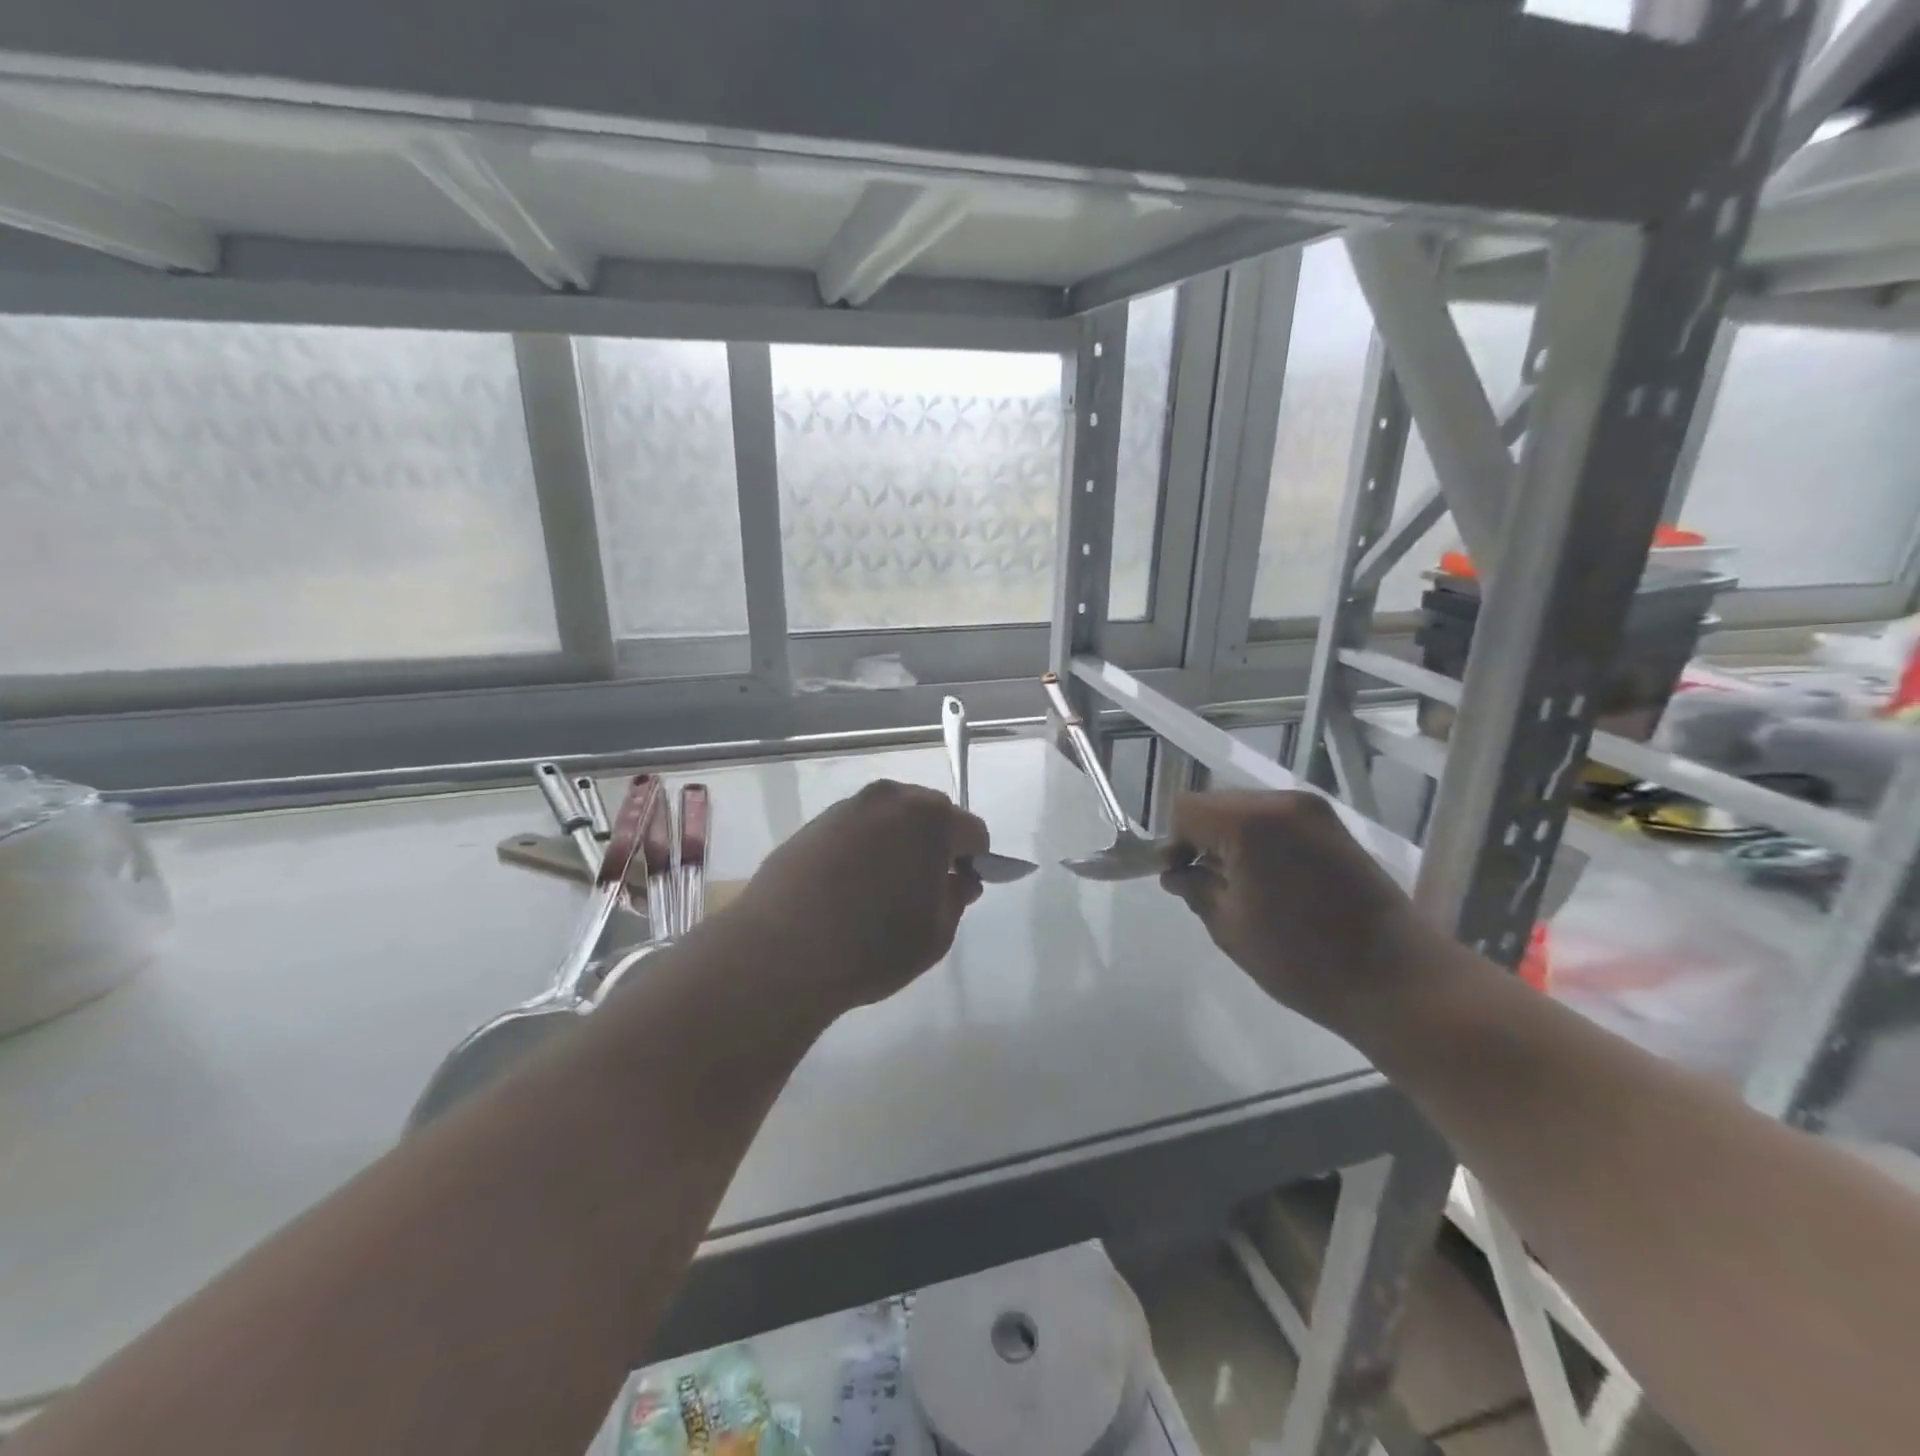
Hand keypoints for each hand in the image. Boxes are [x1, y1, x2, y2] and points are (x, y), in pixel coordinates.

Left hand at [719, 781, 989, 1015]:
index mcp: (930, 818)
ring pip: (891, 818)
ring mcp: (847, 808)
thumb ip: (956, 898)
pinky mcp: (814, 824)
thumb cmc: (872, 946)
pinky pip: (857, 829)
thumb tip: (958, 880)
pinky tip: (850, 887)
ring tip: (884, 889)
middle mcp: (890, 799)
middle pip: (931, 814)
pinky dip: (865, 848)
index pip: (973, 831)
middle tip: (926, 888)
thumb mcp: (936, 935)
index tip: (963, 890)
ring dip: (899, 843)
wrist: (779, 953)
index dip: (976, 861)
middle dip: (937, 844)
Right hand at [1160, 790, 1431, 1034]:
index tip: (1179, 878)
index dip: (1174, 841)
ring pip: (1248, 810)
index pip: (1187, 808)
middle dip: (1202, 838)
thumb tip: (1177, 874)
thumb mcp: (1230, 928)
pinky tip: (1270, 881)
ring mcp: (1314, 812)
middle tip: (1203, 883)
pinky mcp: (1335, 828)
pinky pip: (1278, 821)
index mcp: (1250, 822)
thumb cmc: (1303, 959)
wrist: (1399, 980)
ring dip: (1232, 839)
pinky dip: (1261, 842)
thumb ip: (1195, 889)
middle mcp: (1282, 802)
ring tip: (1239, 886)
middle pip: (1217, 804)